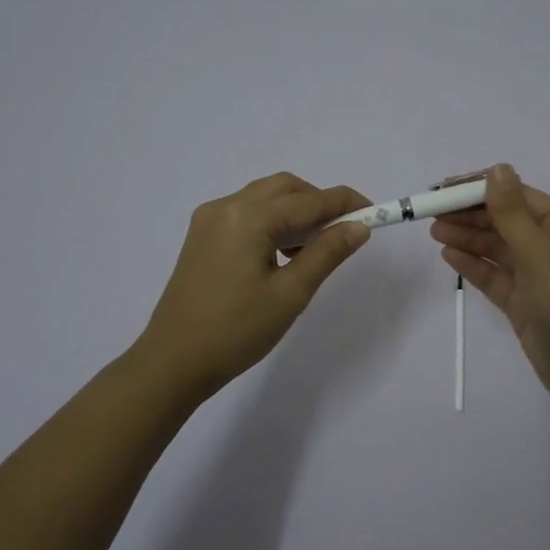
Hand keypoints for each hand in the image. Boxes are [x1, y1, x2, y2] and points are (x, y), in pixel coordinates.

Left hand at [133, 173, 371, 401]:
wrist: (173, 361)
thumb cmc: (236, 331)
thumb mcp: (291, 294)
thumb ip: (327, 253)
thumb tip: (359, 227)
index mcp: (249, 217)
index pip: (310, 200)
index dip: (346, 204)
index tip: (376, 213)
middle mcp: (227, 206)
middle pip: (285, 188)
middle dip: (319, 203)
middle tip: (343, 233)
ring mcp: (209, 219)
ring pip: (265, 198)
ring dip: (295, 211)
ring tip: (313, 249)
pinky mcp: (201, 236)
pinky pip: (246, 212)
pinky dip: (271, 221)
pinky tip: (281, 254)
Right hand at [430, 164, 549, 411]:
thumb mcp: (541, 254)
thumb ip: (513, 213)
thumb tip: (498, 168)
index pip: (518, 196)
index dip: (481, 189)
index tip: (445, 188)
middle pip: (504, 221)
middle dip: (469, 215)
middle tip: (431, 213)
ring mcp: (536, 275)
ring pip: (496, 248)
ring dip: (467, 238)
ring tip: (434, 232)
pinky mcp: (522, 301)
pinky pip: (493, 275)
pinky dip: (472, 265)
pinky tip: (448, 256)